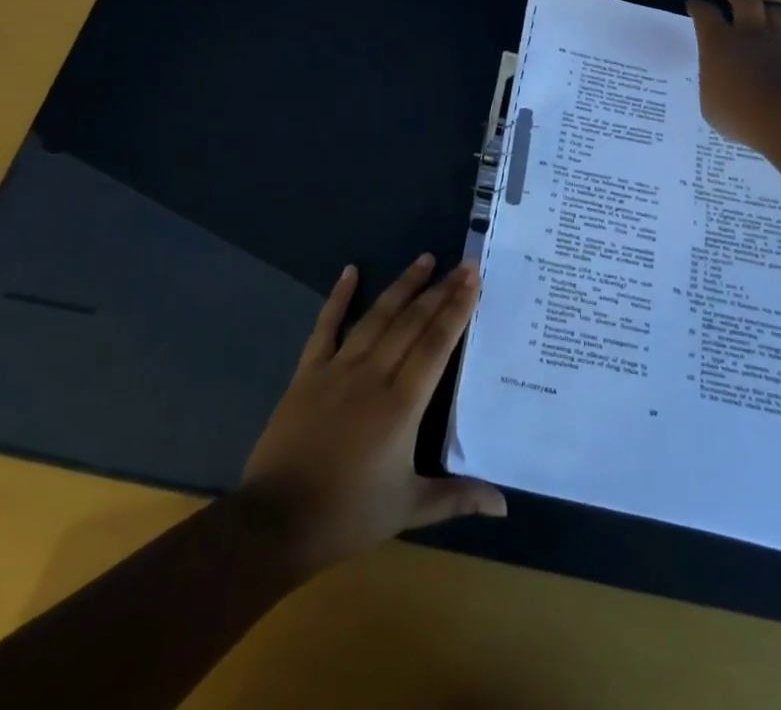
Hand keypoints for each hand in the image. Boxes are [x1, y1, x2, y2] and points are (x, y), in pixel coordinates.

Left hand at [237, 256, 506, 575]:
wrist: (276, 521)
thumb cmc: (348, 515)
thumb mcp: (409, 508)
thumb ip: (457, 497)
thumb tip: (504, 506)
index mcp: (402, 404)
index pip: (436, 344)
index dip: (457, 308)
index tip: (473, 279)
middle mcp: (373, 375)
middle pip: (412, 322)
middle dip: (440, 290)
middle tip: (463, 264)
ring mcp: (338, 368)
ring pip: (377, 316)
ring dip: (403, 286)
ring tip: (425, 259)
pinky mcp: (308, 371)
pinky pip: (326, 326)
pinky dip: (338, 297)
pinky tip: (350, 271)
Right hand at [686, 0, 780, 154]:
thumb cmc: (740, 115)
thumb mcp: (710, 105)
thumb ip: (713, 84)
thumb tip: (718, 80)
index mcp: (719, 43)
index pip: (705, 14)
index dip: (698, 7)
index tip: (694, 5)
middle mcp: (750, 34)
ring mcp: (780, 42)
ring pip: (777, 11)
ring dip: (768, 9)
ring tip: (764, 10)